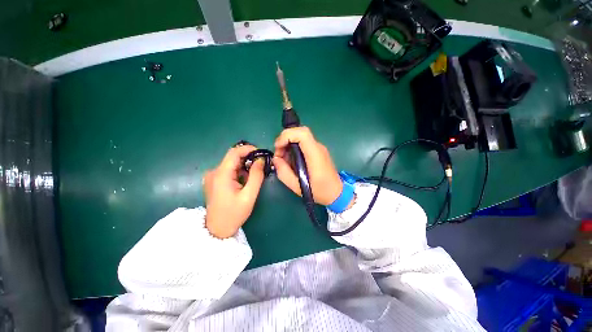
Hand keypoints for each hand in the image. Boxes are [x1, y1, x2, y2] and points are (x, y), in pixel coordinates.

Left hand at [203, 145, 264, 238]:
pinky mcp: (214, 180)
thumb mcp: (249, 195)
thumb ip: (256, 176)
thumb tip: (261, 160)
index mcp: (221, 174)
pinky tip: (245, 180)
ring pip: (231, 163)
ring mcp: (213, 176)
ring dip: (244, 165)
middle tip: (261, 164)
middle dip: (248, 158)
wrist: (217, 230)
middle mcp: (214, 172)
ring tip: (255, 174)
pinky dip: (239, 171)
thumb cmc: (234, 214)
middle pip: (233, 157)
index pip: (234, 153)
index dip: (248, 149)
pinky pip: (229, 170)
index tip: (261, 152)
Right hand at [273, 127, 343, 205]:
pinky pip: (303, 144)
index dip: (287, 136)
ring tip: (283, 160)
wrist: (336, 193)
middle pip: (300, 132)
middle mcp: (318, 147)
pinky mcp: (318, 151)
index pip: (302, 133)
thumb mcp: (297, 186)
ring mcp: (319, 148)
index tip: (278, 148)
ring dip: (288, 144)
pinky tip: (291, 161)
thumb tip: (275, 159)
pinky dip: (293, 148)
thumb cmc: (319, 191)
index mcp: (315, 155)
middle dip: (285, 140)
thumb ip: (284, 172)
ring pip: (300, 137)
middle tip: (279, 155)